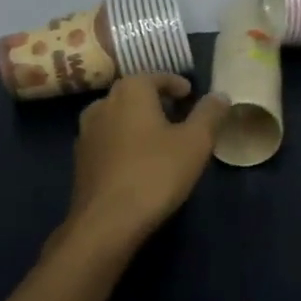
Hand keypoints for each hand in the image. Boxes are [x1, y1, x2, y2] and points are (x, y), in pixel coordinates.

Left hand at [64, 73, 228, 254]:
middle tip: (180, 116)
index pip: (157, 77)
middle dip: (157, 101)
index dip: (177, 85)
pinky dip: (125, 142)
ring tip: (161, 139)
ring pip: (119, 117)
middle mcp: (103, 104)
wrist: (106, 223)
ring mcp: (86, 133)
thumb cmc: (156, 173)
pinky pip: (108, 140)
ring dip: (139, 122)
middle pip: (135, 94)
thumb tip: (219, 95)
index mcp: (130, 91)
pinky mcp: (80, 161)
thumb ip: (209, 114)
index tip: (191, 96)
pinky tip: (139, 162)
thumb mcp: (196, 142)